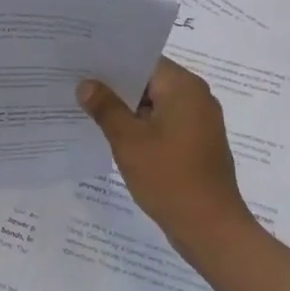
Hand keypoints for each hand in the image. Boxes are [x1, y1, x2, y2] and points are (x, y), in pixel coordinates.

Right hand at [77, 58, 253, 257]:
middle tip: (77, 85)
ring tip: (88, 109)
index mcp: (184, 87)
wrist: (211, 230)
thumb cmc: (170, 178)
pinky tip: (114, 136)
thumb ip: (106, 108)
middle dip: (116, 86)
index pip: (143, 60)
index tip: (82, 63)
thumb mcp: (129, 140)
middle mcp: (196, 97)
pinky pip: (164, 123)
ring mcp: (199, 122)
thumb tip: (86, 84)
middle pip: (149, 81)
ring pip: (155, 103)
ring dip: (127, 108)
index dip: (111, 61)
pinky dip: (142, 126)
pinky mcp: (197, 144)